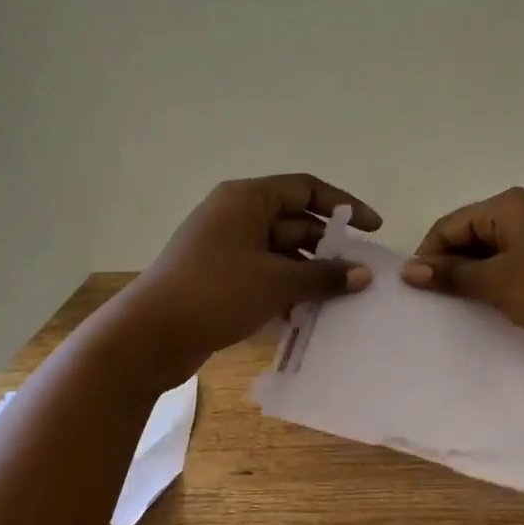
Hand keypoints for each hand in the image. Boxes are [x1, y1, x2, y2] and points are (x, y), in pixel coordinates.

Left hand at [115, 174, 380, 388]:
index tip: (373, 228)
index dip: (343, 206)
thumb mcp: (277, 282)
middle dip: (328, 249)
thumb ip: (324, 275)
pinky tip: (308, 316)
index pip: (306, 189)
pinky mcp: (220, 279)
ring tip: (341, 300)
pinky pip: (265, 276)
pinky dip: (287, 291)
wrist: (150, 335)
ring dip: (310, 274)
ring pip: (281, 254)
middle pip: (295, 223)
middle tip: (360, 275)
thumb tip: (364, 274)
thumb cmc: (217, 292)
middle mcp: (236, 216)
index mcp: (247, 200)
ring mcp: (226, 249)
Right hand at [400, 187, 523, 349]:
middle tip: (434, 305)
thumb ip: (452, 275)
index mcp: (506, 207)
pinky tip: (492, 311)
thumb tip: (408, 270)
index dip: (428, 256)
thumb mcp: (497, 282)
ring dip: (475, 281)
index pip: (449, 225)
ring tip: (459, 312)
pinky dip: (500, 287)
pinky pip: (516, 270)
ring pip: (494, 256)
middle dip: (451, 269)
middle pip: (471, 238)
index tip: (416, 292)